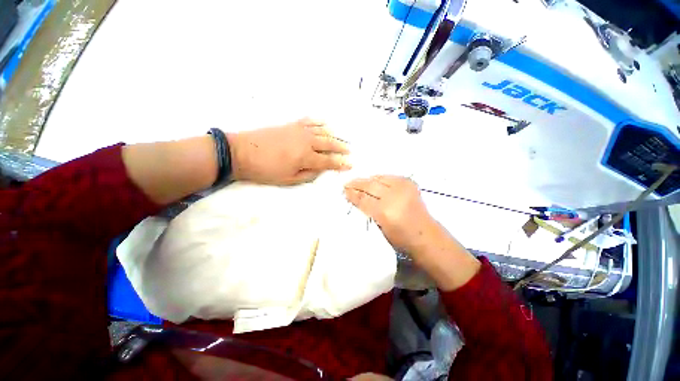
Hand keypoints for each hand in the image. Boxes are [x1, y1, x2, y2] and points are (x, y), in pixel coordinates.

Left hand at [228, 118, 350, 184]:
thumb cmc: (266, 170)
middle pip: (329, 144)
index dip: (341, 163)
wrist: (242, 152)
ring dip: (333, 136)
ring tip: (340, 139)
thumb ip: (308, 175)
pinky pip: (309, 121)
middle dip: (341, 148)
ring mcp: (299, 131)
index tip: (350, 164)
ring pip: (322, 132)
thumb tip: (321, 169)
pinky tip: (324, 123)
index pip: (329, 161)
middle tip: (349, 151)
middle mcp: (307, 142)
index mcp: (306, 157)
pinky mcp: (291, 125)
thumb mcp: (289, 180)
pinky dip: (319, 122)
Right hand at [343, 176, 433, 254]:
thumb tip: (353, 197)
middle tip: (347, 183)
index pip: (363, 199)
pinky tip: (374, 181)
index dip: (352, 193)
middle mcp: (394, 196)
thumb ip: (366, 210)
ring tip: (359, 182)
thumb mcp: (379, 227)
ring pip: (379, 178)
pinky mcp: (409, 183)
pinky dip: (379, 178)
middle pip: (370, 185)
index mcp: (385, 212)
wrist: (425, 235)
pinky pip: (388, 176)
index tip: (344, 190)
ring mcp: (403, 187)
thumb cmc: (400, 237)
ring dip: (367, 180)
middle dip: (357, 183)